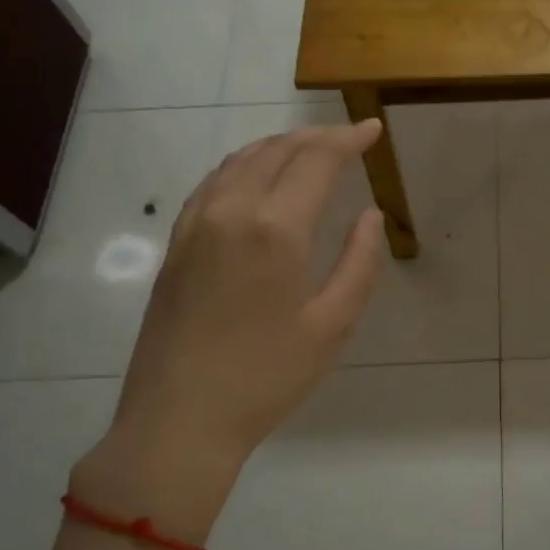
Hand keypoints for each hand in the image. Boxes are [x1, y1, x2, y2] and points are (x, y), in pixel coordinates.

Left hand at [72, 122, 385, 543]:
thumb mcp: (332, 326)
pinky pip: (212, 183)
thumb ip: (358, 263)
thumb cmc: (267, 376)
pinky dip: (243, 165)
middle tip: (349, 139)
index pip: (316, 161)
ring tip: (308, 150)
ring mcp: (195, 225)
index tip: (374, 130)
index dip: (348, 140)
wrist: (180, 419)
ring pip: (239, 161)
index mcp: (274, 228)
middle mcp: (230, 211)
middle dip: (317, 138)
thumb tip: (369, 217)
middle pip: (276, 151)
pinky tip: (255, 177)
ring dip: (278, 146)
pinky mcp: (176, 245)